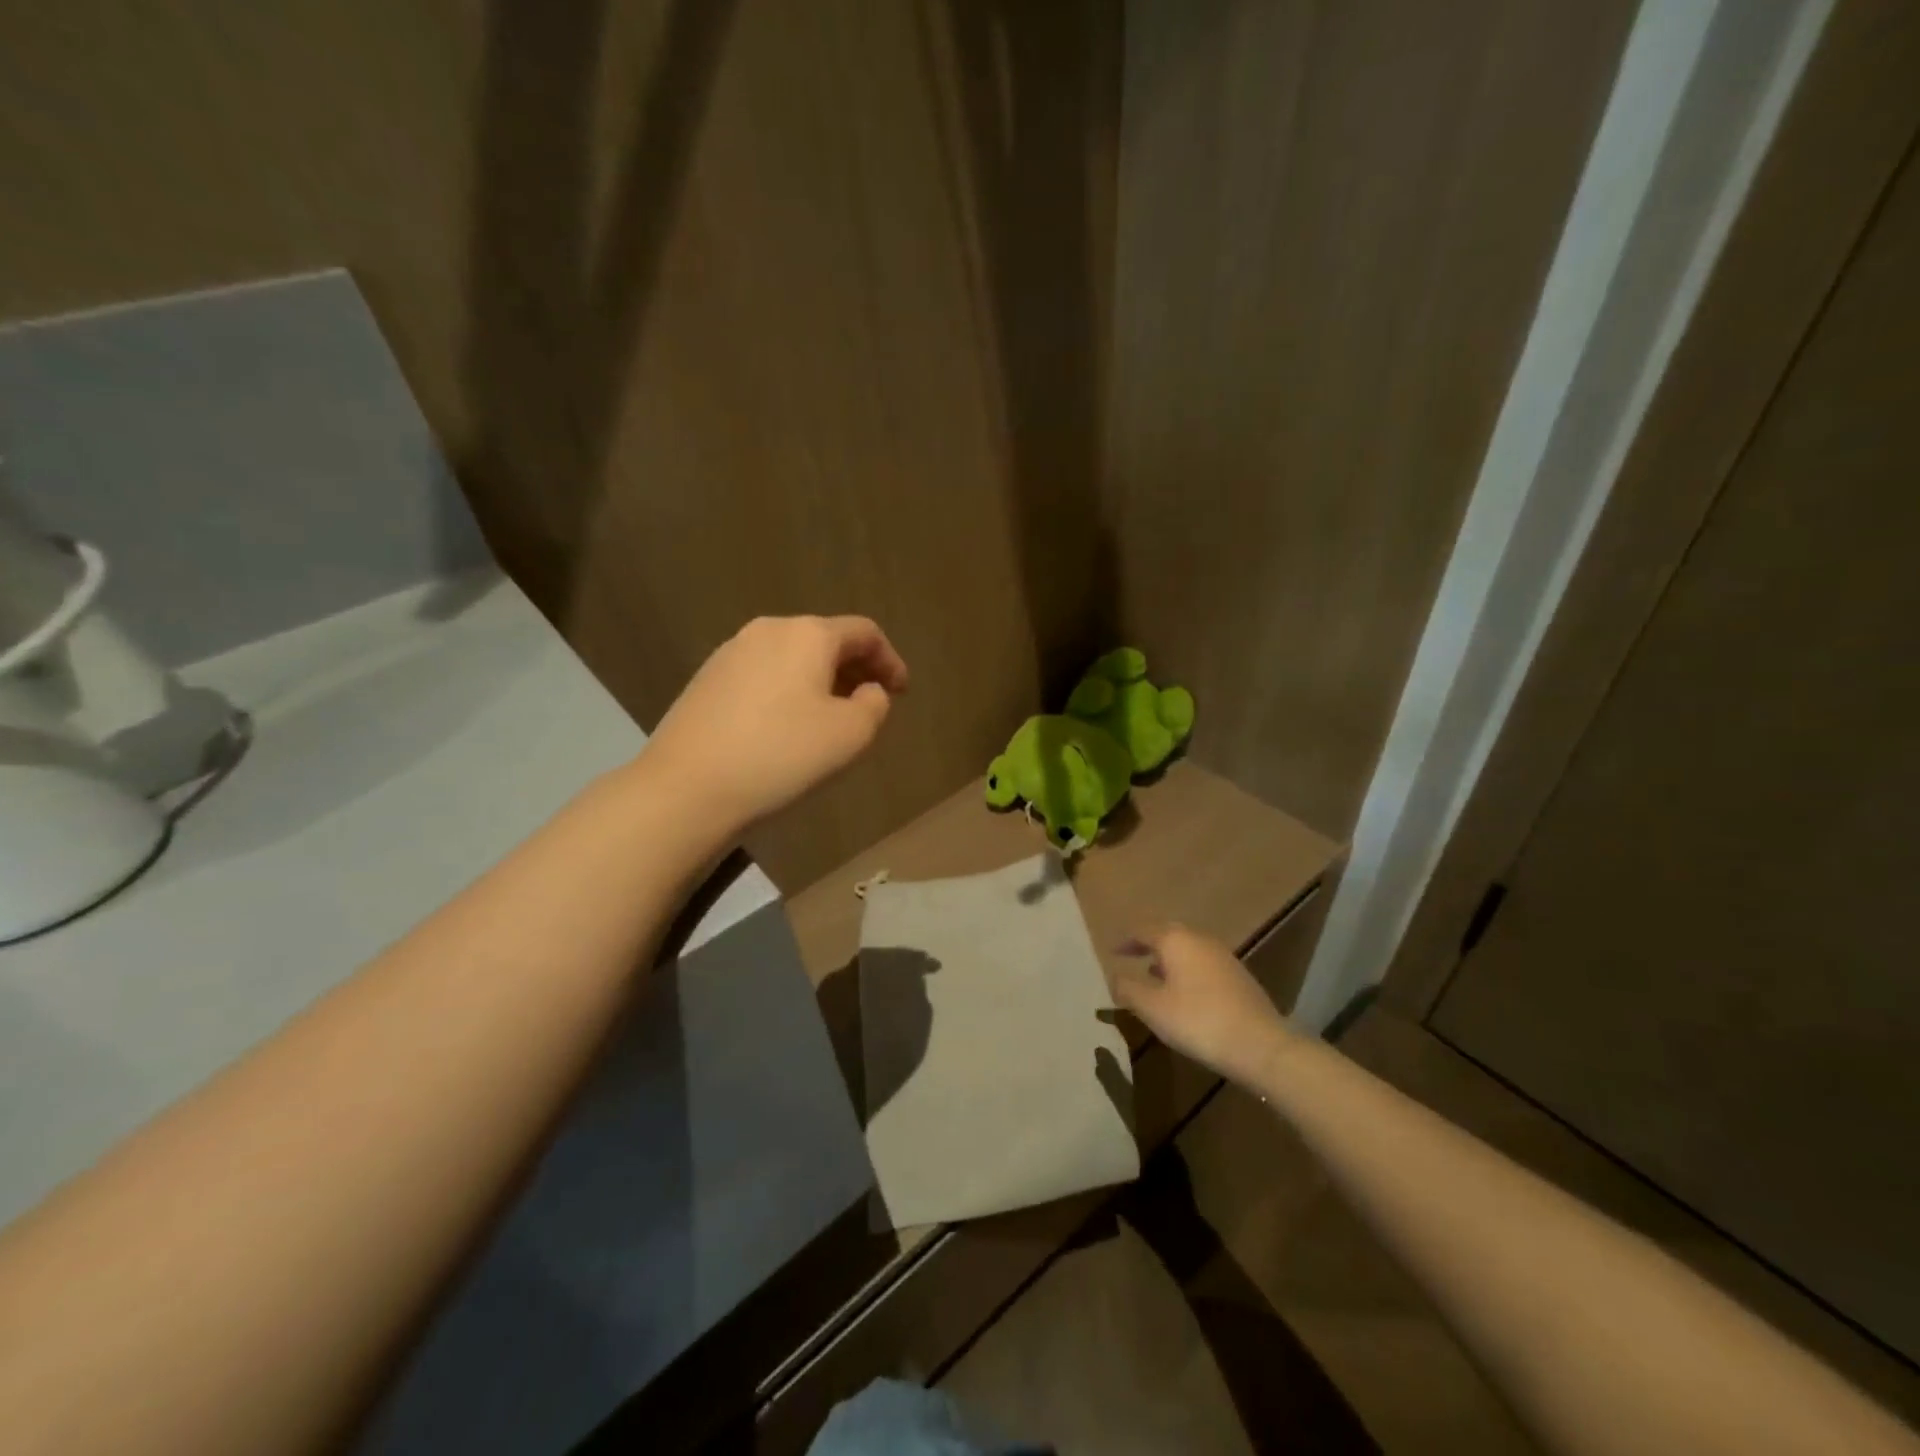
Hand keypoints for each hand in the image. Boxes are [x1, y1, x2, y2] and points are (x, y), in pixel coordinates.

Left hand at [645, 615, 908, 835]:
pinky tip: (784, 727)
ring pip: (791, 657)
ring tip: (828, 719)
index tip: (901, 692)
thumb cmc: (781, 756)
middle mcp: (768, 630)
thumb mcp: (850, 735)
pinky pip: (763, 675)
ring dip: (819, 681)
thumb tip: (867, 691)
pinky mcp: (706, 679)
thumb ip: (874, 704)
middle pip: (825, 640)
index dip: (890, 660)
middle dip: (854, 669)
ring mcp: (731, 652)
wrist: (686, 788)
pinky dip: (787, 691)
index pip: (864, 632)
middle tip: (868, 705)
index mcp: (808, 634)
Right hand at [1110, 924, 1295, 1089]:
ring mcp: (1223, 956)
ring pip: (1188, 948)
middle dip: (1148, 944)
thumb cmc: (1197, 1021)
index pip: (1144, 930)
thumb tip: (1113, 977)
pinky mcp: (1238, 975)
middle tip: (1132, 957)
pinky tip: (1184, 993)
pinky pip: (1203, 963)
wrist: (1259, 1044)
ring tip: (1154, 977)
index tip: (1113, 952)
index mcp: (1176, 940)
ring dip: (1168, 958)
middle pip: (1168, 934)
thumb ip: (1128, 989)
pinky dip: (1186, 970)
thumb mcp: (1152, 1008)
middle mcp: (1199, 939)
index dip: (1126, 941)